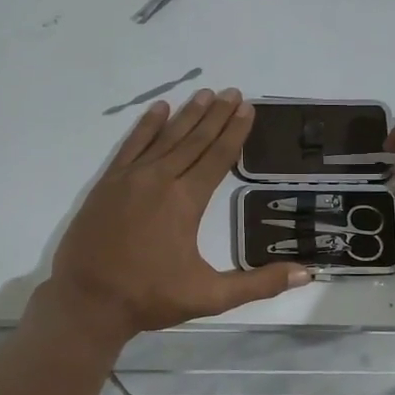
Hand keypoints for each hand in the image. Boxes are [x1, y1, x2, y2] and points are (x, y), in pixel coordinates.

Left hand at [46, 88, 308, 344]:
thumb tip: (307, 274)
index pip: (217, 157)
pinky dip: (146, 126)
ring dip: (187, 115)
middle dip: (216, 115)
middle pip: (194, 140)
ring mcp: (130, 178)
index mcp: (186, 201)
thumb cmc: (150, 297)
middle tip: (233, 92)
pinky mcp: (107, 183)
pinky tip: (158, 109)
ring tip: (205, 94)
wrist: (87, 302)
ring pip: (165, 137)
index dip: (235, 132)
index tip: (248, 108)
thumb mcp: (210, 296)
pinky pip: (131, 145)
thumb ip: (259, 283)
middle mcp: (160, 179)